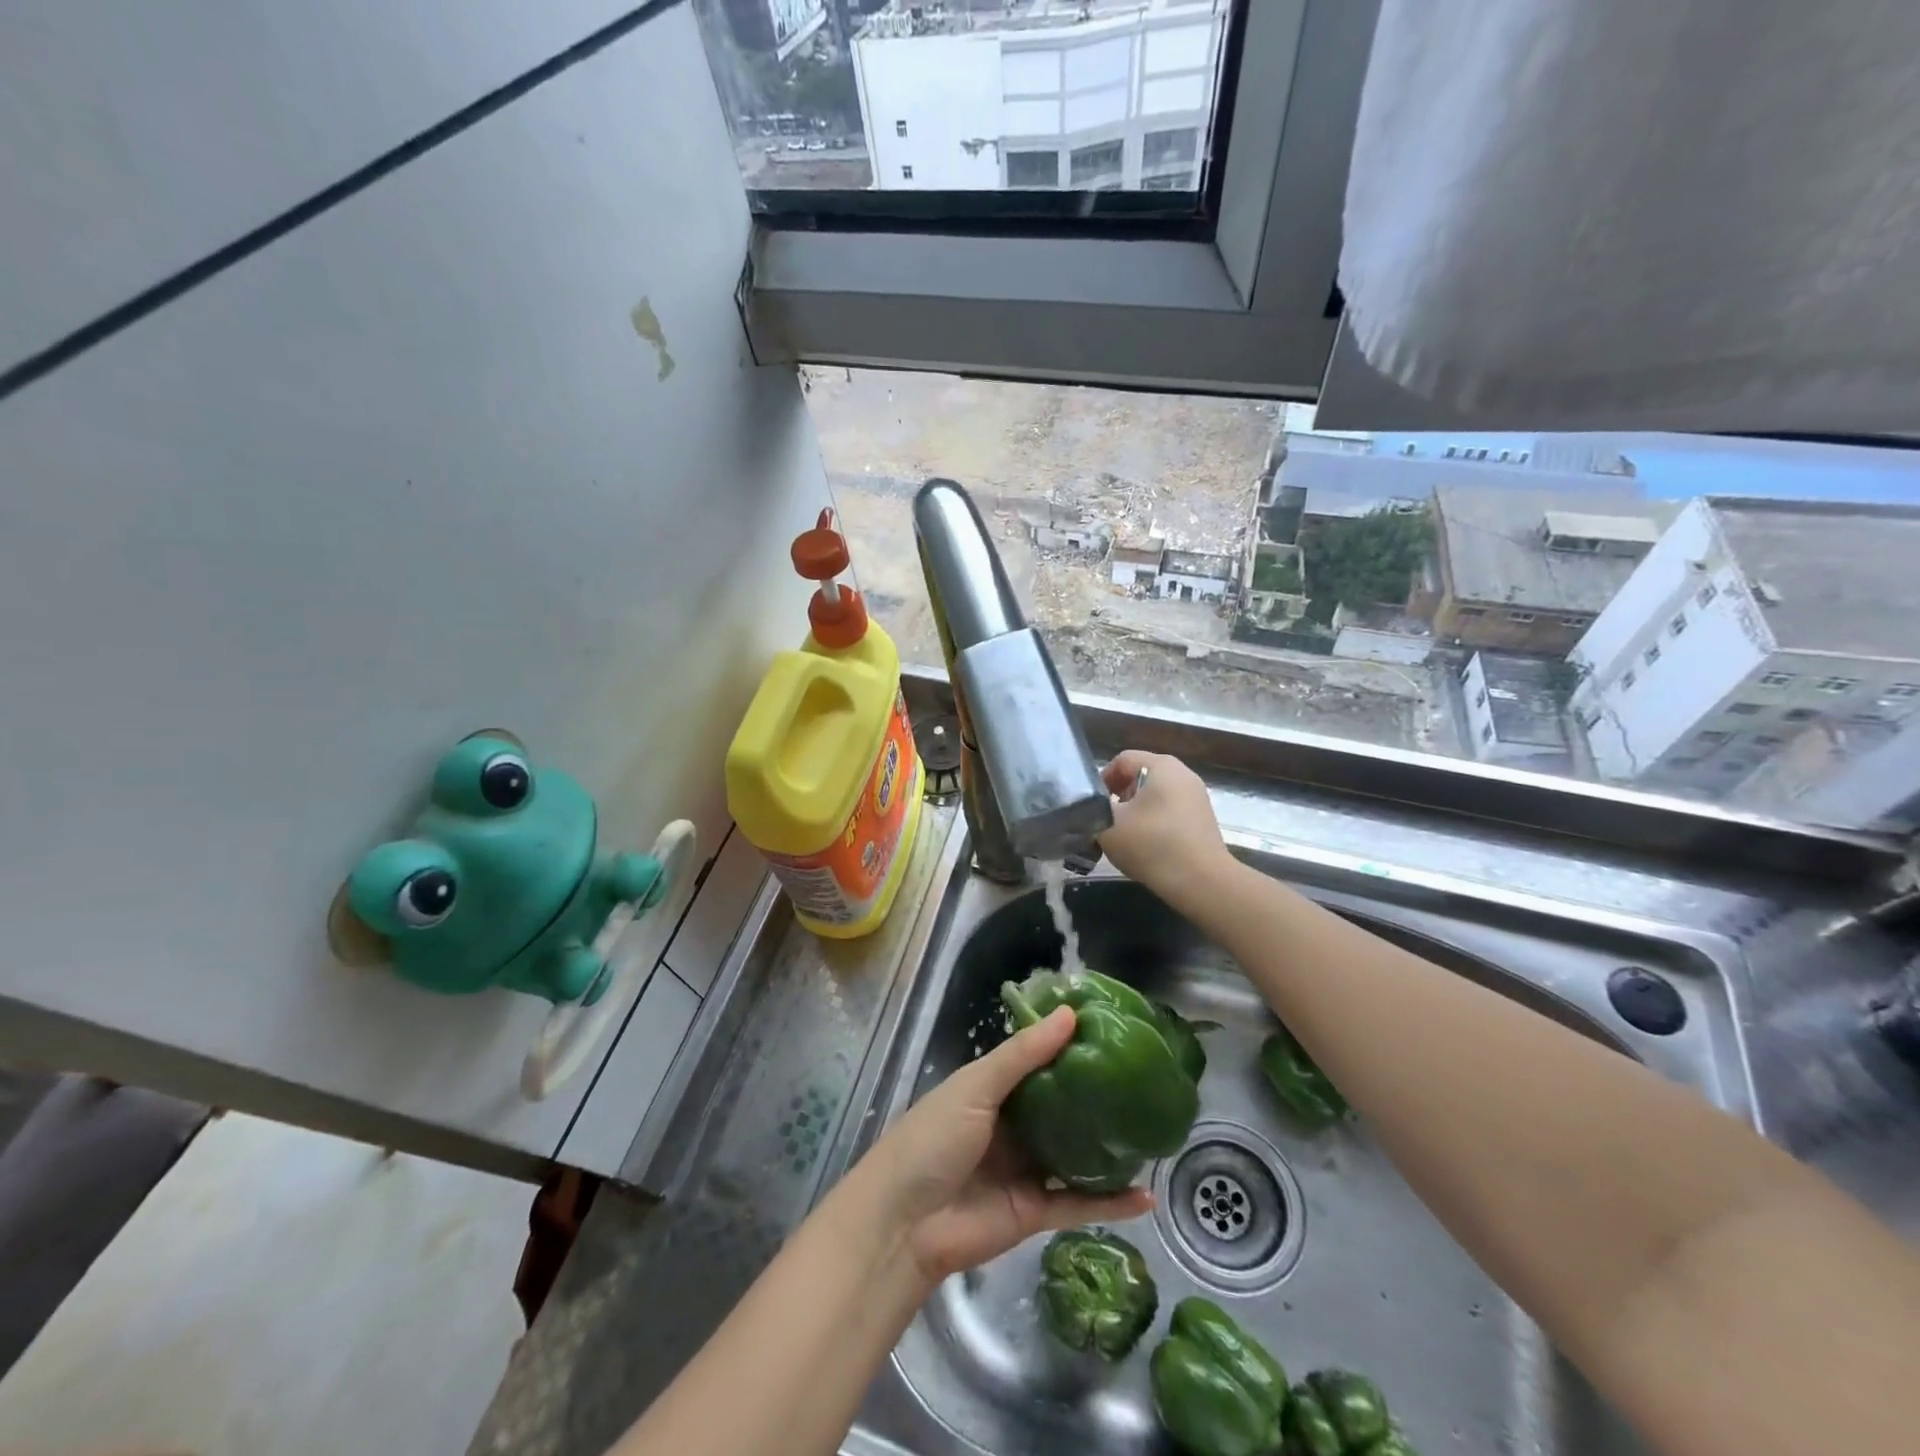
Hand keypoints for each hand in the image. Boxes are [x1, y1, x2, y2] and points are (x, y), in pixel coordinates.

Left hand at [855, 1006, 1152, 1285]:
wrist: (904, 1224)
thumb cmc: (933, 1139)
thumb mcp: (975, 1087)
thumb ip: (1023, 1055)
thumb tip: (1070, 1014)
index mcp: (991, 1090)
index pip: (1036, 1061)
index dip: (1067, 1046)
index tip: (1110, 1030)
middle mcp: (1011, 1125)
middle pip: (1059, 1106)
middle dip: (1095, 1095)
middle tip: (1143, 1078)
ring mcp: (1024, 1169)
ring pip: (1074, 1154)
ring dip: (1107, 1147)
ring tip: (1152, 1130)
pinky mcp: (1034, 1212)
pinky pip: (1078, 1204)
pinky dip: (1111, 1203)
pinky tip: (1146, 1195)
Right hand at [1097, 751, 1234, 913]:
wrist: (1202, 883)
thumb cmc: (1152, 845)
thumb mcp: (1108, 825)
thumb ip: (1092, 810)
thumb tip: (1092, 809)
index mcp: (1162, 766)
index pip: (1122, 760)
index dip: (1102, 780)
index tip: (1093, 806)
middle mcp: (1183, 774)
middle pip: (1140, 776)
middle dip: (1118, 797)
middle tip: (1106, 821)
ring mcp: (1197, 797)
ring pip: (1155, 796)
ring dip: (1135, 812)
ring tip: (1124, 837)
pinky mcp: (1203, 820)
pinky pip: (1170, 812)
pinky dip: (1154, 823)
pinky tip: (1146, 847)